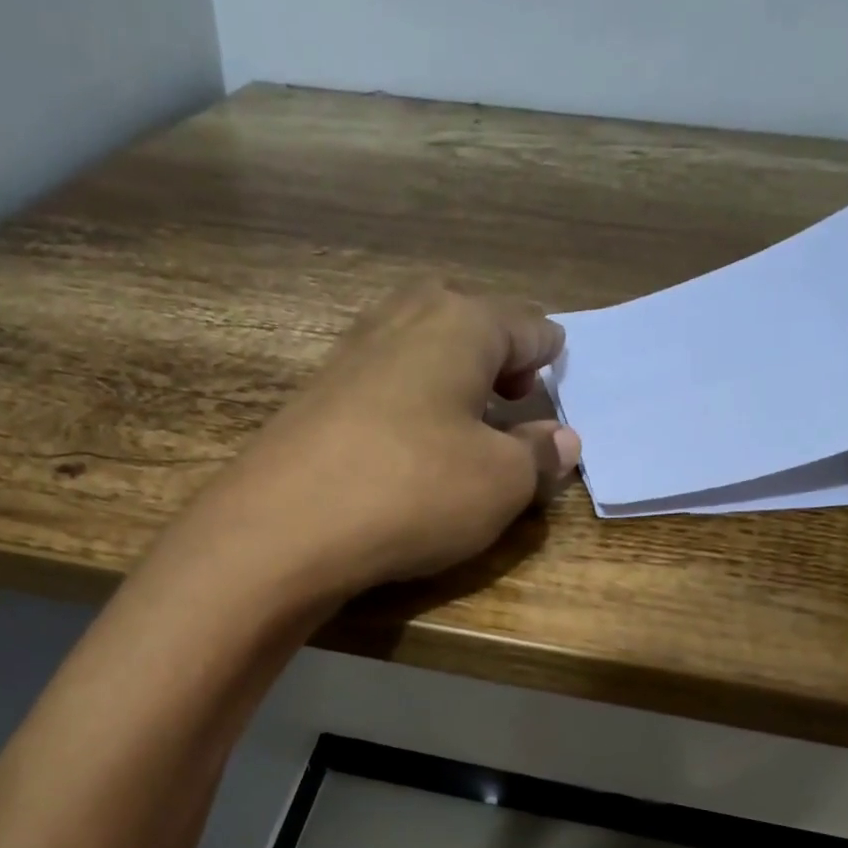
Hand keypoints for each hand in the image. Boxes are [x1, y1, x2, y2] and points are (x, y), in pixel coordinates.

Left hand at [198, 281, 578, 598]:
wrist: (285, 527)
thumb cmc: (414, 491)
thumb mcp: (501, 484)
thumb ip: (540, 457)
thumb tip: (562, 440)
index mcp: (460, 323)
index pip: (526, 326)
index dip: (549, 359)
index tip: (556, 386)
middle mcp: (402, 320)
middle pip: (465, 321)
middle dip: (495, 356)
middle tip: (510, 399)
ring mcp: (349, 355)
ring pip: (418, 350)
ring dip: (449, 380)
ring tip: (465, 426)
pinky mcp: (315, 398)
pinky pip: (382, 386)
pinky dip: (408, 405)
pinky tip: (408, 447)